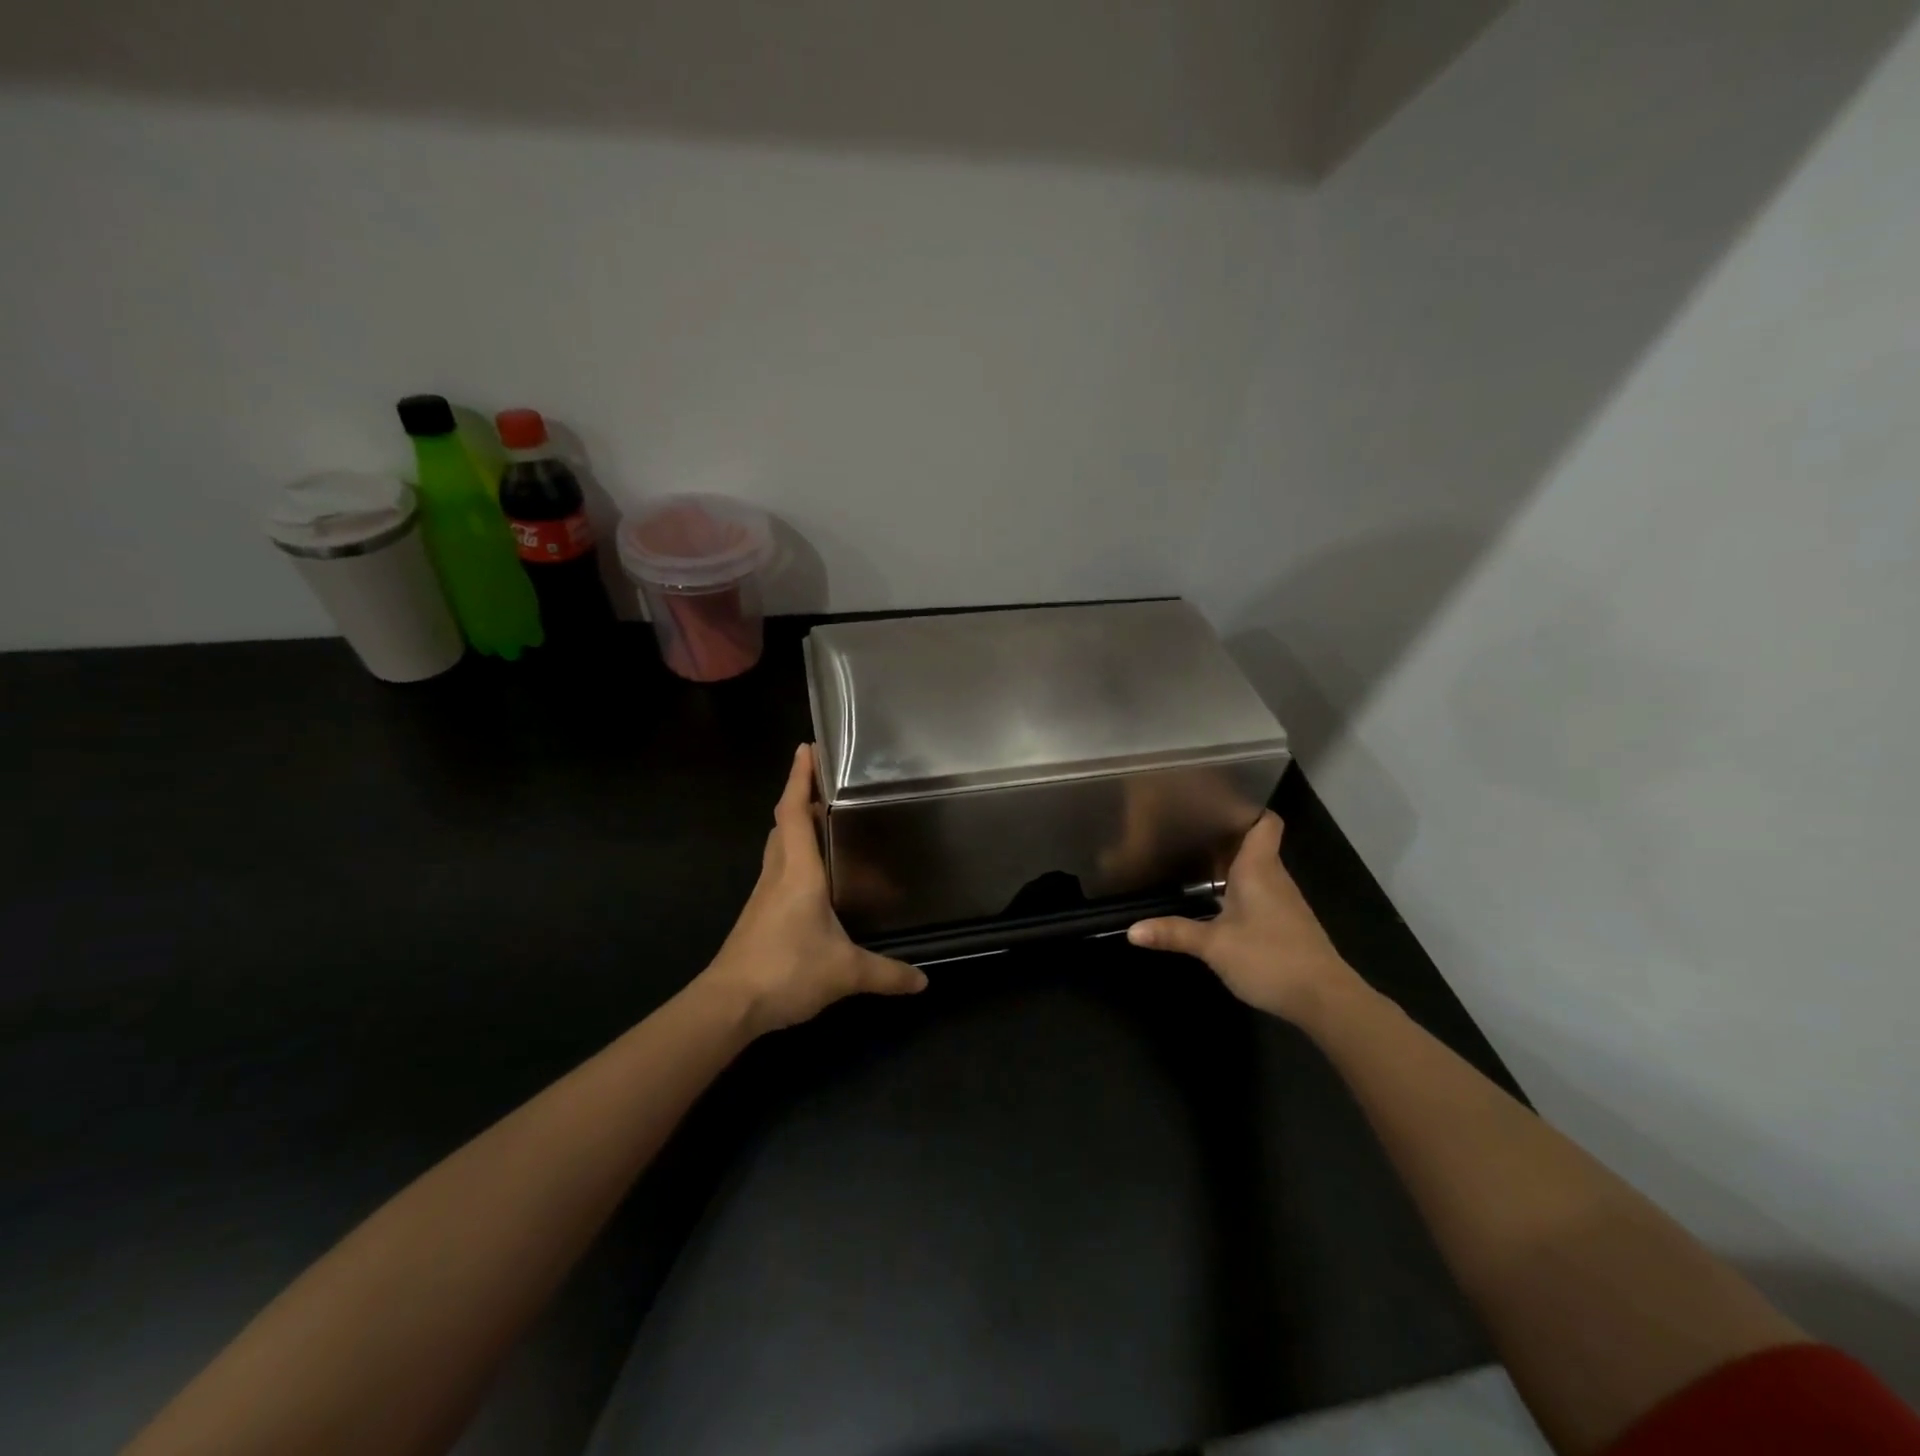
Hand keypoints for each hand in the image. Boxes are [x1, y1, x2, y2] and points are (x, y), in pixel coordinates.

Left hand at [697, 744, 926, 1035]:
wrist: (728, 1005)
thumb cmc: (786, 970)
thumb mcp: (845, 972)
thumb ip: (886, 973)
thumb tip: (922, 981)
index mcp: (798, 872)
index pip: (792, 812)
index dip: (798, 779)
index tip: (806, 748)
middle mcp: (777, 875)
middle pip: (782, 825)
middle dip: (799, 799)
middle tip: (828, 787)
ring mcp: (763, 896)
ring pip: (778, 849)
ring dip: (794, 828)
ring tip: (823, 823)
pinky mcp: (758, 917)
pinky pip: (778, 872)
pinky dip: (793, 858)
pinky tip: (814, 878)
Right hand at [1127, 812, 1361, 1025]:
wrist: (1324, 999)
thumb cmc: (1269, 958)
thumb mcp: (1214, 946)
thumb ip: (1174, 933)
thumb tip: (1132, 931)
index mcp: (1259, 868)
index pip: (1265, 822)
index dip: (1246, 808)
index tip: (1216, 805)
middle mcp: (1274, 877)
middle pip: (1254, 844)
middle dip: (1224, 838)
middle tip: (1187, 833)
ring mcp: (1284, 902)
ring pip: (1257, 870)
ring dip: (1231, 866)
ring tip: (1195, 863)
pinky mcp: (1287, 924)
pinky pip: (1261, 893)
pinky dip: (1240, 890)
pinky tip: (1218, 903)